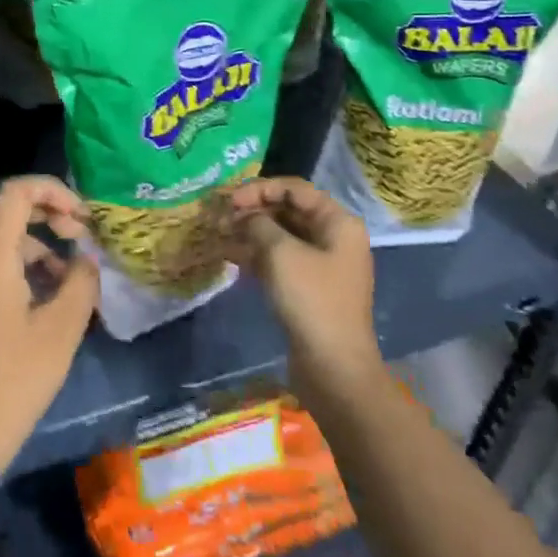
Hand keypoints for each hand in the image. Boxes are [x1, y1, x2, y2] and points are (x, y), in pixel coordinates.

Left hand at [0, 176, 99, 490]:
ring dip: (34, 242)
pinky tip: (43, 297)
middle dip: (46, 213)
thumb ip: (81, 281)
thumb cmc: (14, 379)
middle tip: (78, 236)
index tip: (81, 217)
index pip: (15, 191)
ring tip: (68, 275)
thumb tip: (85, 258)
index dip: (52, 190)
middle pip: (4, 209)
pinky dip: (17, 263)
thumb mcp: (62, 329)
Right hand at [227, 177, 382, 399]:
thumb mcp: (280, 253)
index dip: (260, 189)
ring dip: (251, 232)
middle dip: (253, 211)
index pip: (295, 189)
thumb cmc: (311, 300)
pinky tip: (230, 257)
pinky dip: (257, 255)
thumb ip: (258, 224)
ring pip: (282, 236)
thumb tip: (245, 216)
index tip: (230, 200)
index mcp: (338, 222)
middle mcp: (334, 238)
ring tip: (219, 235)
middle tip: (220, 217)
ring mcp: (322, 265)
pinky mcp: (309, 288)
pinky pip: (280, 260)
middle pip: (288, 211)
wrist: (333, 367)